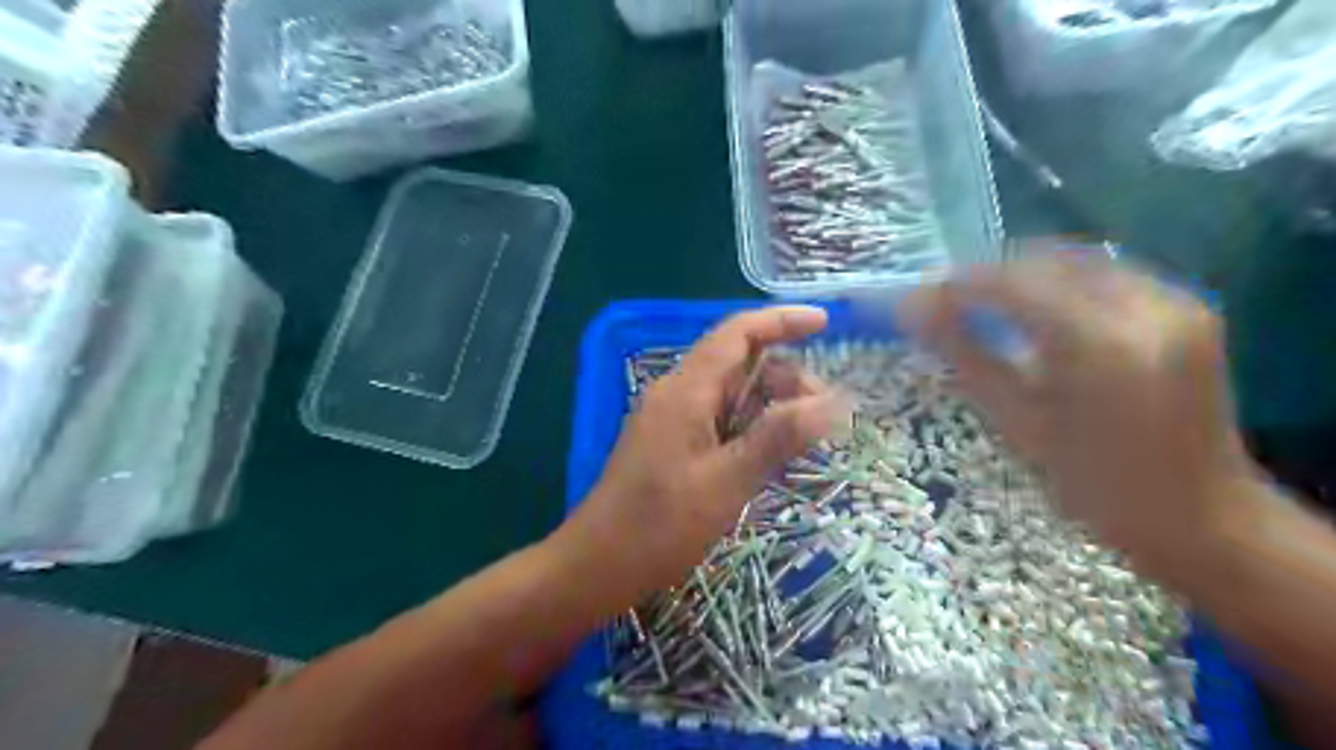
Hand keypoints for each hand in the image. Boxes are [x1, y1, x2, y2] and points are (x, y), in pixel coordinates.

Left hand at [552, 307, 844, 606]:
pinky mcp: (670, 443)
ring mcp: (671, 419)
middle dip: (786, 378)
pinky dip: (750, 427)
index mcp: (686, 390)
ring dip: (770, 406)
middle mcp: (677, 393)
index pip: (737, 333)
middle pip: (738, 364)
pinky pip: (718, 420)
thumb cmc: (660, 525)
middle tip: (825, 415)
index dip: (781, 321)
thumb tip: (834, 402)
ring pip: (730, 394)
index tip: (824, 322)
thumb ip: (778, 437)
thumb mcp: (727, 481)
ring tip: (806, 439)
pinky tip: (771, 455)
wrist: (597, 564)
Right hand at [897, 257, 1265, 592]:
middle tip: (942, 302)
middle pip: (1045, 261)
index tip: (914, 300)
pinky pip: (1104, 274)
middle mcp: (1146, 307)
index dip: (956, 285)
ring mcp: (1175, 302)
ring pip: (1074, 260)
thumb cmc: (1096, 488)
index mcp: (1101, 346)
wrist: (1203, 519)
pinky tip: (1032, 310)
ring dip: (1020, 275)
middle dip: (986, 276)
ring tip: (979, 305)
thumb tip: (912, 314)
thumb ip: (966, 357)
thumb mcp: (1018, 425)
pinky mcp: (1185, 307)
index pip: (1012, 284)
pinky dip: (1057, 283)